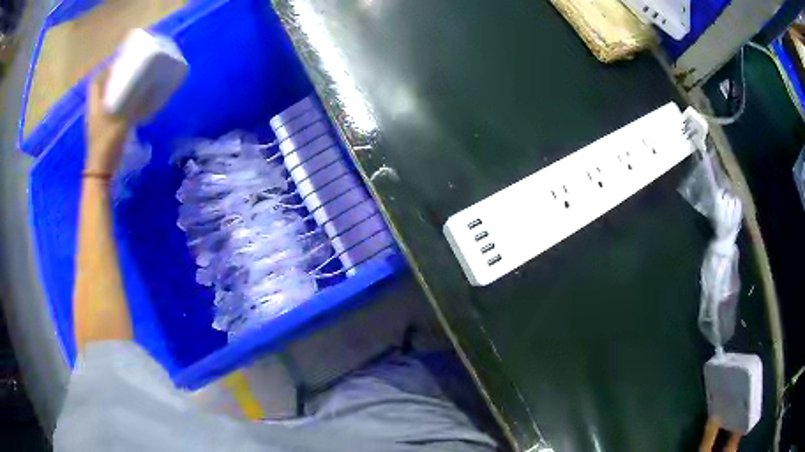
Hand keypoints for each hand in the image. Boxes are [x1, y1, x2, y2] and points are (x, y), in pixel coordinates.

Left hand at [85, 71, 128, 174]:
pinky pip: (109, 109)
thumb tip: (146, 87)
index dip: (106, 69)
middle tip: (127, 73)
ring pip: (105, 98)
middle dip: (112, 78)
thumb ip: (133, 104)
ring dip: (114, 91)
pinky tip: (127, 104)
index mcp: (95, 104)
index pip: (97, 80)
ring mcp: (97, 120)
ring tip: (129, 86)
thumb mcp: (122, 121)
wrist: (100, 171)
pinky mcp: (102, 129)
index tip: (120, 63)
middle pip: (101, 88)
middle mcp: (94, 109)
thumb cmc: (108, 144)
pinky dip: (117, 103)